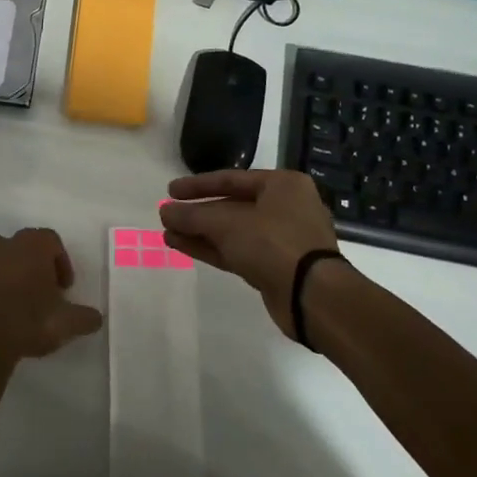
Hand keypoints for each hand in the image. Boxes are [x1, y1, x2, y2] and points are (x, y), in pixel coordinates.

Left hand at [0, 228, 103, 363]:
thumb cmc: (31, 320)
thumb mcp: (68, 323)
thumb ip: (86, 317)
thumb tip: (96, 318)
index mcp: (34, 245)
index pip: (52, 241)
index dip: (62, 262)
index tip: (65, 288)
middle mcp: (8, 244)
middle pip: (28, 245)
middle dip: (39, 264)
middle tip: (47, 292)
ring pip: (6, 256)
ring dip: (17, 270)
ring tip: (25, 298)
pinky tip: (6, 307)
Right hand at [160, 170, 348, 338]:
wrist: (312, 296)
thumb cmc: (273, 243)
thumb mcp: (227, 224)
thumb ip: (193, 216)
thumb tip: (165, 211)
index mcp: (282, 185)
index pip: (231, 179)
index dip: (198, 185)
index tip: (171, 190)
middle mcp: (285, 208)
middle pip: (231, 206)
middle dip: (198, 213)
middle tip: (168, 214)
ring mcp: (281, 240)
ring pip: (233, 231)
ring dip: (200, 232)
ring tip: (168, 232)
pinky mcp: (275, 267)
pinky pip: (237, 251)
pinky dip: (211, 248)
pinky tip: (182, 246)